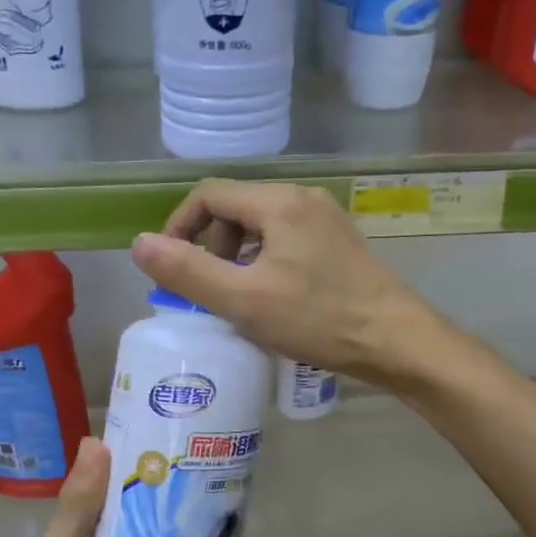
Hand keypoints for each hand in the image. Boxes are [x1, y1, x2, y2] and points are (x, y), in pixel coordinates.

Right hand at [130, 180, 449, 387]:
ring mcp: (325, 220)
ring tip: (234, 299)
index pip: (209, 194)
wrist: (397, 342)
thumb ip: (188, 272)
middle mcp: (303, 199)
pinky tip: (268, 300)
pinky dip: (261, 264)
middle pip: (235, 208)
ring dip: (234, 258)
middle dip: (209, 245)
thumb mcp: (243, 300)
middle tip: (205, 290)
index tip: (169, 268)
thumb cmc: (319, 319)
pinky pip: (284, 242)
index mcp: (278, 202)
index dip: (179, 226)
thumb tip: (139, 245)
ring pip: (259, 227)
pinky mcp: (338, 245)